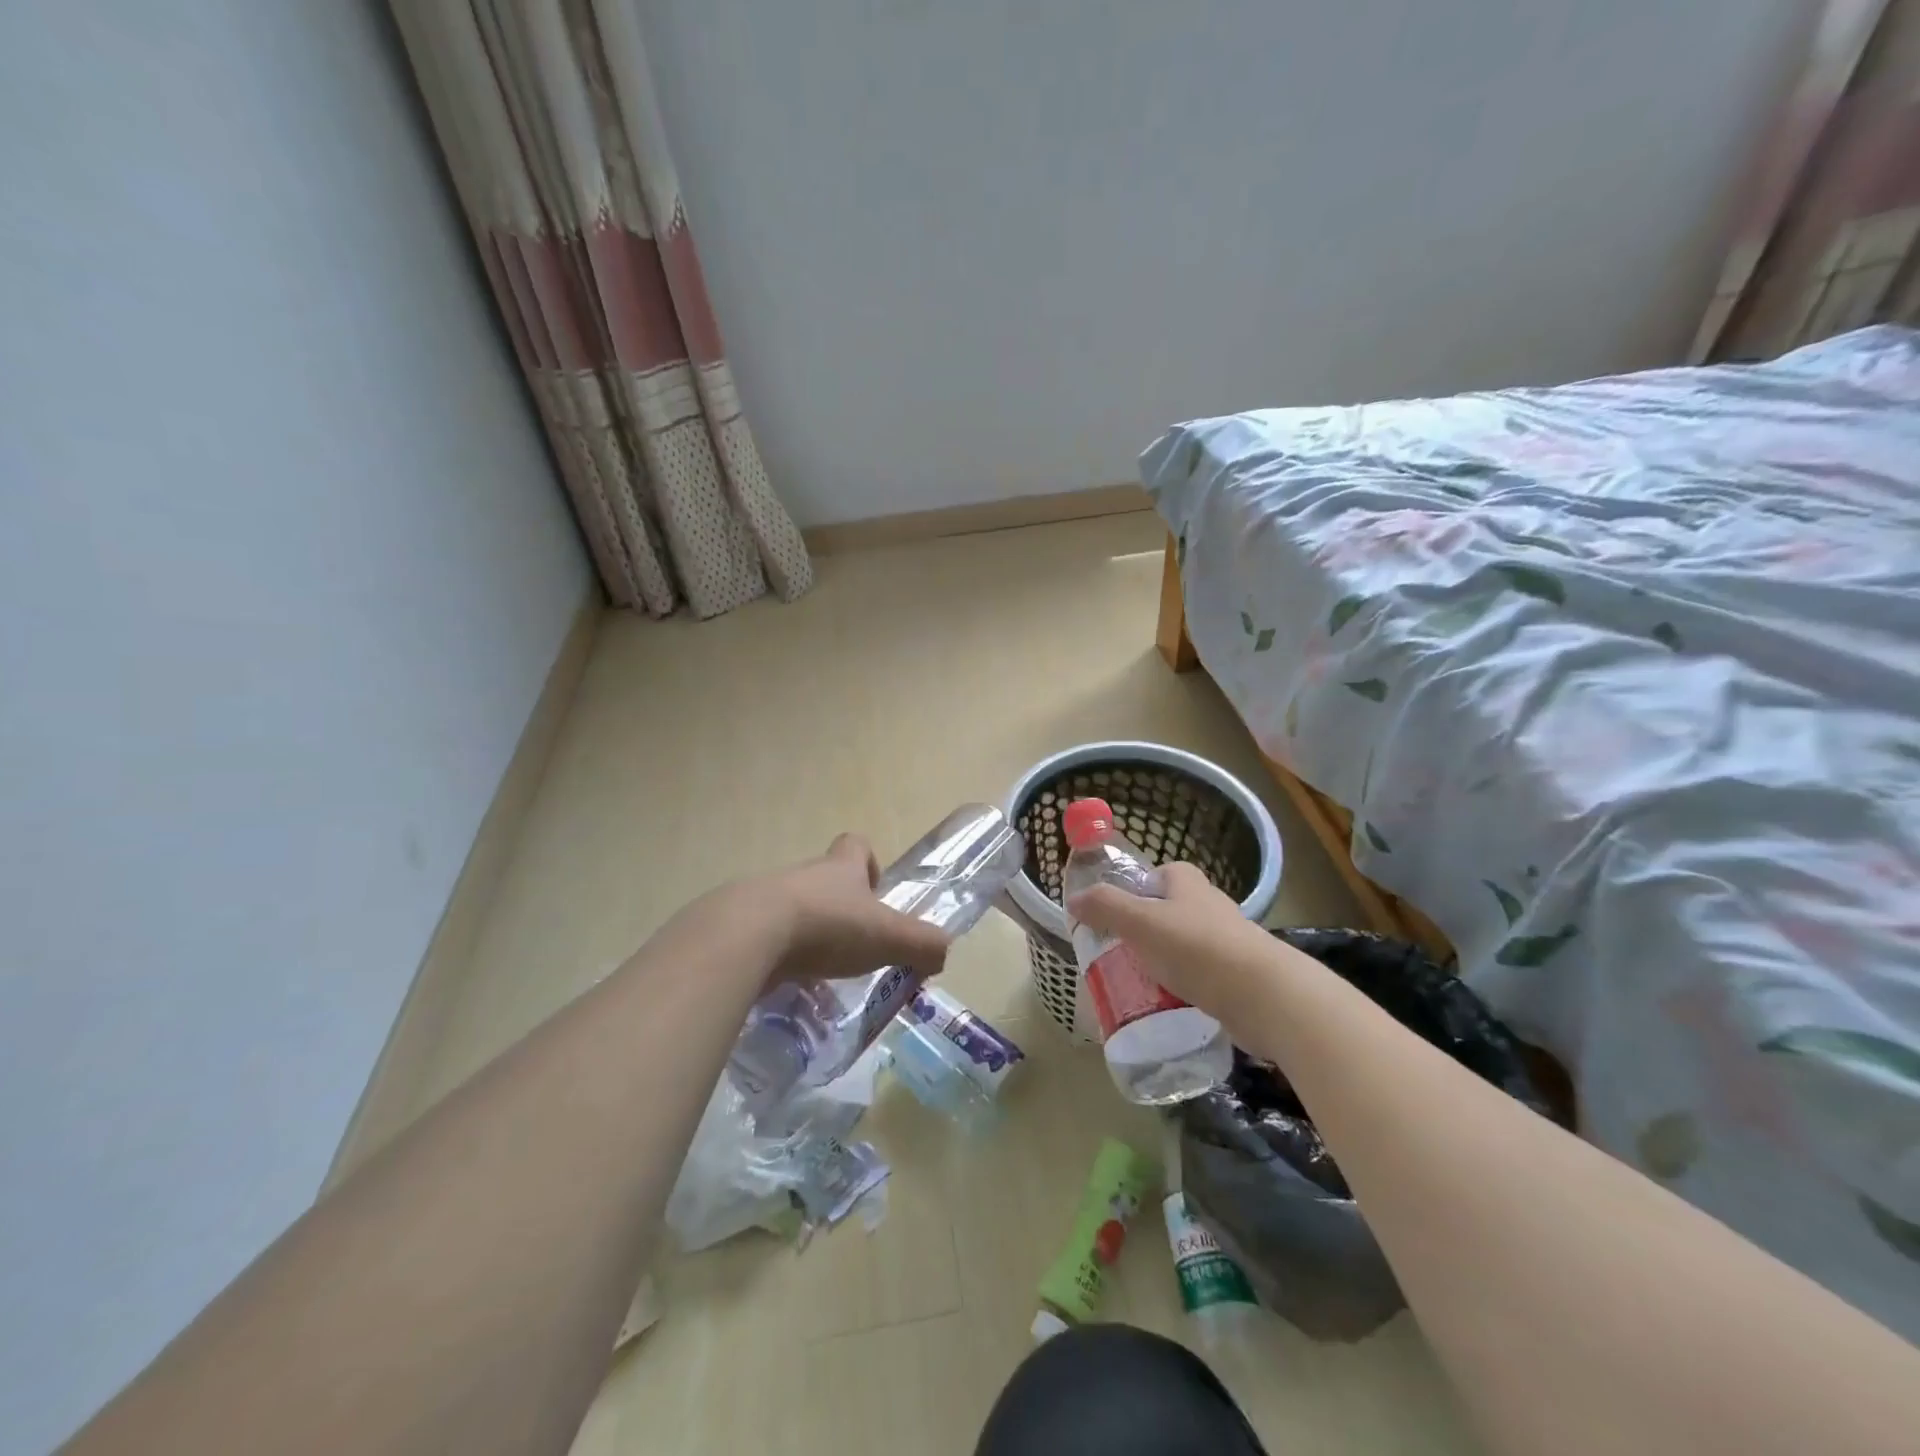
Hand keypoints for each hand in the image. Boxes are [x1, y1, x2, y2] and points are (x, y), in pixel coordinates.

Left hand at [761, 833, 951, 986]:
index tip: (874, 892)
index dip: (868, 863)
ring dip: (807, 935)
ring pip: (793, 910)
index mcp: (839, 868)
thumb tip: (943, 951)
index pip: (855, 845)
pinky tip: (786, 986)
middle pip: (824, 880)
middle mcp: (803, 875)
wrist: (748, 936)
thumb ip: (922, 944)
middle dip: (840, 909)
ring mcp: (766, 899)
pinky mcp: (739, 927)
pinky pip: (765, 939)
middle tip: (853, 946)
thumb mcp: (888, 936)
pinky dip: (777, 959)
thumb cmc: (827, 926)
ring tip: (820, 974)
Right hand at [1067, 861, 1281, 1029]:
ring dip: (1163, 962)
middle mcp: (1210, 906)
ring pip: (1184, 947)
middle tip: (1119, 954)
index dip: (1136, 891)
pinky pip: (1200, 977)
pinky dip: (1183, 988)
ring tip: (1138, 984)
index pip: (1158, 875)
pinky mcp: (1239, 977)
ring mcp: (1228, 942)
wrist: (1266, 997)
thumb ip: (1105, 907)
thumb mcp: (1140, 923)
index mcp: (1188, 883)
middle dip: (1145, 931)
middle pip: (1169, 912)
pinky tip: (1168, 1006)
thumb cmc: (1197, 949)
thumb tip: (1074, 899)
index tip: (1115, 916)